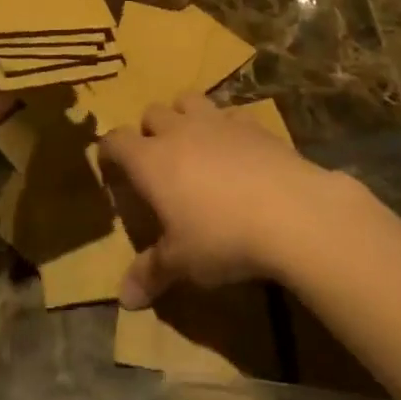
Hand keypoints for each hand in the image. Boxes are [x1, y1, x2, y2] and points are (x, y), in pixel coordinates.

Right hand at [99, 94, 338, 308]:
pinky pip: (230, 114)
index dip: (109, 151)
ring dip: (184, 115)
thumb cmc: (222, 237)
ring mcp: (217, 121)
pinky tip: (237, 150)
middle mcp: (178, 131)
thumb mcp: (182, 263)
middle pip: (152, 113)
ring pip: (188, 100)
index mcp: (150, 160)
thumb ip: (151, 273)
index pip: (116, 141)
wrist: (290, 211)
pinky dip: (226, 126)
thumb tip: (125, 299)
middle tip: (157, 160)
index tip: (111, 166)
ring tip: (193, 142)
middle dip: (149, 130)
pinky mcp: (252, 123)